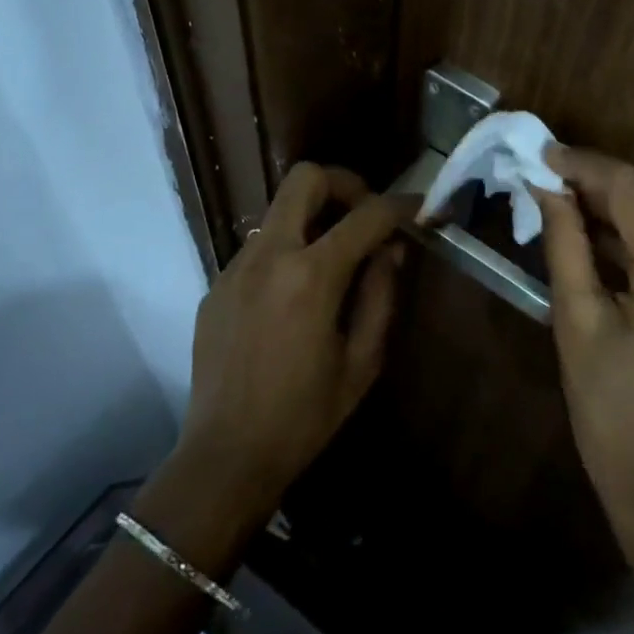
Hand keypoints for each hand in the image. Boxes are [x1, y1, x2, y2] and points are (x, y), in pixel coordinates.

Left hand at [179, 164, 408, 517]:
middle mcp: (269, 256)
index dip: (400, 206)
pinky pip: (259, 247)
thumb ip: (381, 294)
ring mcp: (235, 268)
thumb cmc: (305, 415)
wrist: (226, 455)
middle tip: (365, 216)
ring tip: (333, 259)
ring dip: (313, 218)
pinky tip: (295, 294)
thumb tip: (390, 249)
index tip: (417, 211)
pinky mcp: (216, 286)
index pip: (366, 215)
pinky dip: (287, 249)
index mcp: (312, 276)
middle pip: (305, 178)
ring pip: (279, 210)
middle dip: (345, 184)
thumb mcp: (363, 360)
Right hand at [533, 148, 633, 553]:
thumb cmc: (605, 406)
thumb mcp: (575, 320)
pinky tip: (596, 230)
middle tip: (547, 173)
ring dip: (616, 207)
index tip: (543, 153)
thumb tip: (547, 185)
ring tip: (563, 195)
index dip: (588, 166)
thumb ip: (565, 243)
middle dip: (599, 183)